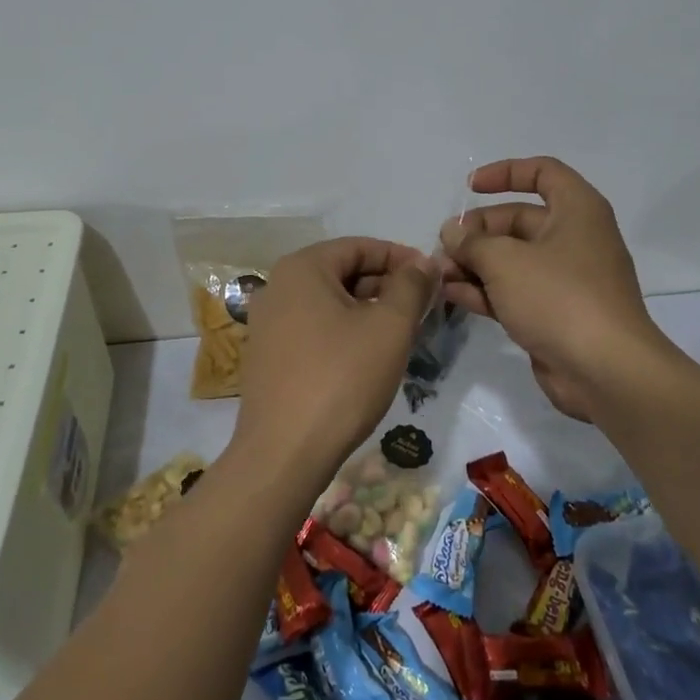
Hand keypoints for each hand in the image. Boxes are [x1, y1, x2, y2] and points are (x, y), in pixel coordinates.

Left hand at [228, 237, 435, 489]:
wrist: (284, 452)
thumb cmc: (341, 377)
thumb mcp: (389, 327)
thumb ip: (411, 286)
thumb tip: (424, 262)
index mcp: (302, 268)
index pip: (359, 246)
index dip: (400, 257)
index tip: (432, 277)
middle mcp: (277, 286)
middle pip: (342, 272)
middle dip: (385, 286)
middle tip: (422, 308)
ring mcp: (267, 323)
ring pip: (329, 303)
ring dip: (368, 311)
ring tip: (402, 334)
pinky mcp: (267, 356)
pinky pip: (313, 329)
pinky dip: (344, 332)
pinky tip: (368, 358)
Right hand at [439, 157, 669, 420]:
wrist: (606, 372)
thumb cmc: (559, 298)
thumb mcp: (506, 261)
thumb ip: (473, 242)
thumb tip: (453, 232)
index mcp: (577, 211)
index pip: (542, 172)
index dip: (505, 173)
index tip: (470, 187)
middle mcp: (574, 239)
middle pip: (518, 220)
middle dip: (477, 232)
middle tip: (444, 247)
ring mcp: (565, 279)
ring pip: (512, 259)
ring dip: (474, 263)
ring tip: (439, 274)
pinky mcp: (554, 313)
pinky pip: (514, 291)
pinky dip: (485, 290)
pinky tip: (451, 295)